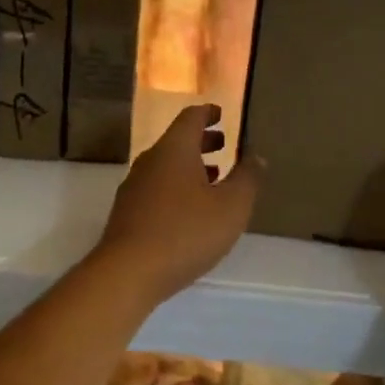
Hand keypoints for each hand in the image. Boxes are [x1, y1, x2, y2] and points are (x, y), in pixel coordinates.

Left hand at [92, 104, 260, 304]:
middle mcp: (150, 161)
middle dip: (201, 141)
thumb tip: (256, 155)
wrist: (128, 271)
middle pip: (176, 141)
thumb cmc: (186, 232)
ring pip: (166, 166)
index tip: (221, 114)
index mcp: (174, 150)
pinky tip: (191, 211)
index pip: (190, 118)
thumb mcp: (231, 207)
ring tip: (214, 179)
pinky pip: (157, 188)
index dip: (207, 113)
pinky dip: (177, 187)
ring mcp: (134, 187)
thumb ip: (247, 178)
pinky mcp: (127, 212)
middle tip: (223, 145)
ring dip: (190, 167)